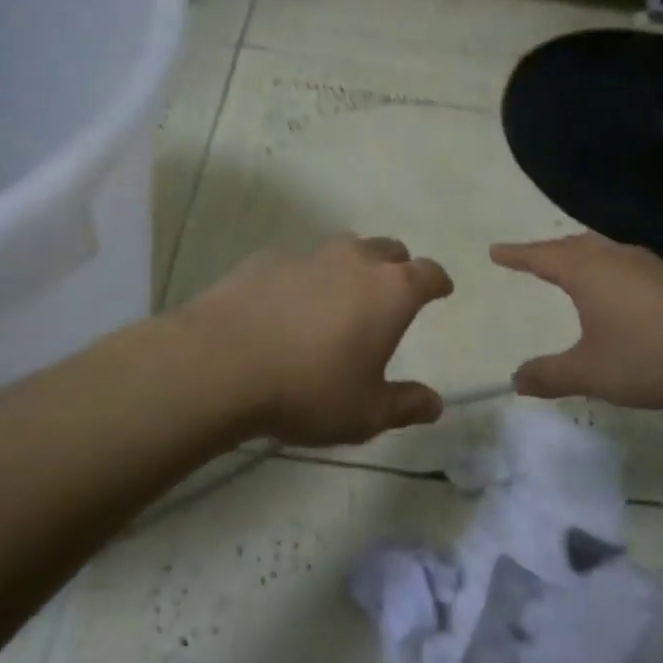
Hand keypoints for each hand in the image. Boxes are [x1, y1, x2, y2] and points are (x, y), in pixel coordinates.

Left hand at [180, 237, 453, 446]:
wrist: (222, 363)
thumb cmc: (309, 389)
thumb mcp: (366, 412)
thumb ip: (405, 405)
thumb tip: (435, 404)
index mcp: (391, 291)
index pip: (428, 273)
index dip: (437, 282)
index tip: (440, 290)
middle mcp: (355, 261)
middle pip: (388, 250)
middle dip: (396, 267)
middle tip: (389, 295)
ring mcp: (308, 254)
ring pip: (342, 250)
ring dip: (350, 268)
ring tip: (338, 299)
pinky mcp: (266, 259)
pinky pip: (298, 262)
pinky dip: (304, 278)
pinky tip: (287, 306)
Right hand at [490, 233, 662, 407]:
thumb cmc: (649, 356)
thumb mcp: (590, 373)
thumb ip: (550, 375)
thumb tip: (516, 380)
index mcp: (588, 273)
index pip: (542, 257)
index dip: (517, 255)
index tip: (496, 251)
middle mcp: (616, 258)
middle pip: (575, 245)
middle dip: (549, 250)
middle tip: (533, 258)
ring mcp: (650, 265)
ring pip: (606, 251)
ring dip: (584, 256)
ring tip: (575, 268)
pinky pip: (631, 264)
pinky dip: (613, 269)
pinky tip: (624, 289)